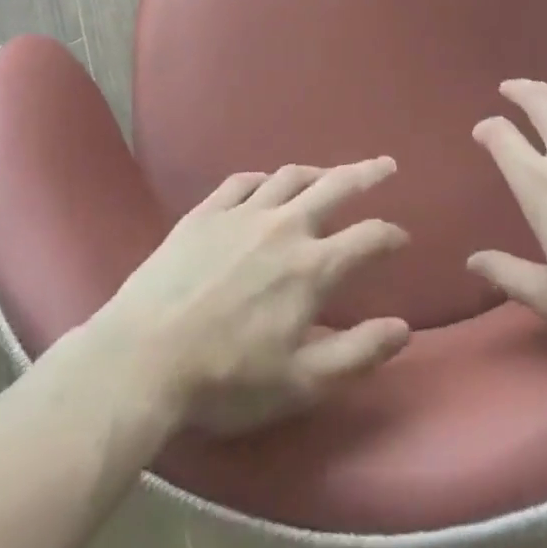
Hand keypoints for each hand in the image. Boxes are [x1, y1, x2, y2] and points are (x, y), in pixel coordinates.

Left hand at [90, 158, 411, 435]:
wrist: (143, 357)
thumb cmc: (226, 379)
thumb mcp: (300, 383)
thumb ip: (357, 353)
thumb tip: (403, 328)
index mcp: (311, 268)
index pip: (367, 238)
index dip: (390, 235)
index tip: (401, 237)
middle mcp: (283, 227)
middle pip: (335, 186)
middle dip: (366, 173)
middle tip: (386, 164)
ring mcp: (242, 213)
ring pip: (289, 177)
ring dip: (317, 171)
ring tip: (329, 172)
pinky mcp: (206, 212)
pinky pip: (242, 182)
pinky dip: (263, 179)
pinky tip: (266, 183)